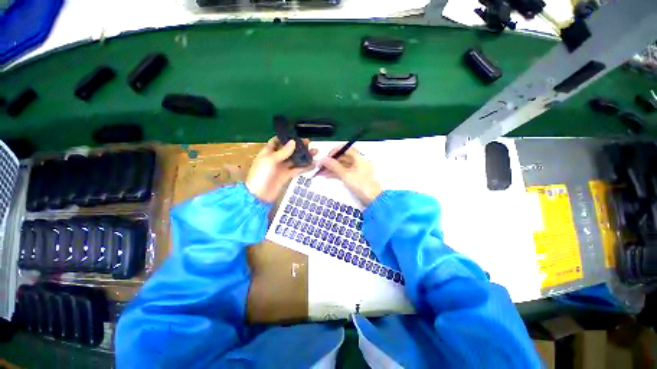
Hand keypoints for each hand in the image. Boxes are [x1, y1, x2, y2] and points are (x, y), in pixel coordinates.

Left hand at [245, 137, 317, 201]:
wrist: (260, 195)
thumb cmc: (261, 174)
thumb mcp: (270, 160)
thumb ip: (283, 151)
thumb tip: (293, 141)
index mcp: (268, 152)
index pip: (276, 141)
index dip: (285, 138)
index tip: (296, 134)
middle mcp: (276, 158)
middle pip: (288, 150)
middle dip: (298, 146)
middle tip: (309, 142)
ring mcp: (282, 167)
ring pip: (295, 159)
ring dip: (304, 156)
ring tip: (315, 152)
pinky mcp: (288, 175)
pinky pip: (298, 169)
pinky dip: (306, 167)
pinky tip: (314, 164)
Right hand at [320, 147, 381, 205]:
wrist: (372, 199)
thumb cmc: (361, 186)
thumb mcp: (346, 175)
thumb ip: (334, 166)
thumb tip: (324, 159)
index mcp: (359, 158)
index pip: (346, 149)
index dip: (336, 151)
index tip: (327, 157)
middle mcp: (358, 162)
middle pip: (343, 157)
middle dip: (331, 161)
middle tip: (321, 166)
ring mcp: (357, 170)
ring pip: (342, 166)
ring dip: (332, 168)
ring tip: (321, 172)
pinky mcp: (355, 177)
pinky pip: (344, 172)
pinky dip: (336, 173)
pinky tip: (327, 176)